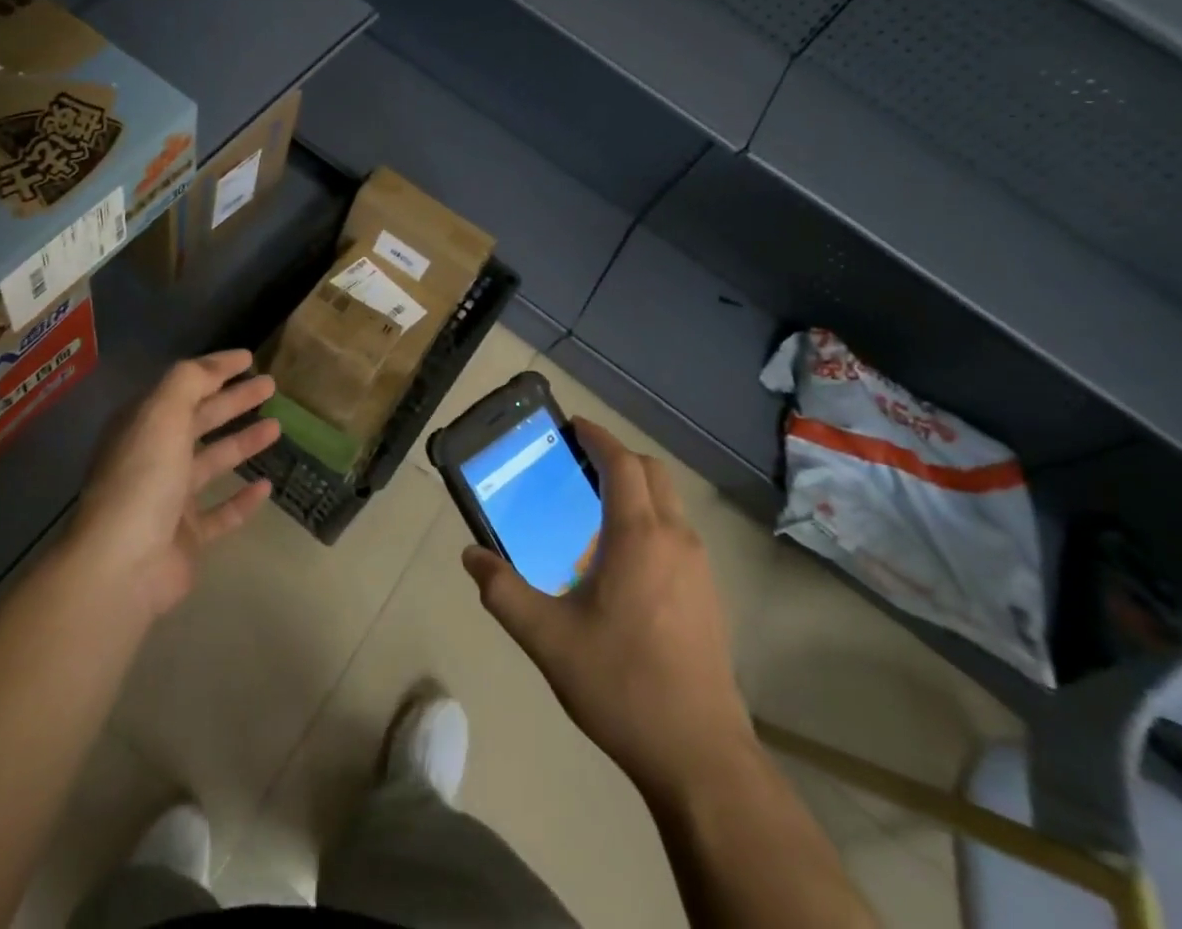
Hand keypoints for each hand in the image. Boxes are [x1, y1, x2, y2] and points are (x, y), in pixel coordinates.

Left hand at [69, 351, 279, 620]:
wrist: (123, 565)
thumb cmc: (144, 478)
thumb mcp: (162, 413)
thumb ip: (189, 381)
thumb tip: (217, 365)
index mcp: (143, 426)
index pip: (183, 386)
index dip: (215, 369)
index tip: (249, 358)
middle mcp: (153, 457)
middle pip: (200, 420)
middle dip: (234, 401)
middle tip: (271, 386)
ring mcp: (169, 499)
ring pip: (213, 462)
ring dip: (243, 443)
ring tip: (277, 426)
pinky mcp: (186, 537)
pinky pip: (220, 512)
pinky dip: (242, 499)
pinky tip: (267, 486)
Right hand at [463, 419, 751, 799]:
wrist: (699, 755)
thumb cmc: (621, 684)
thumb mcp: (548, 639)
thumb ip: (503, 592)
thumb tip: (470, 556)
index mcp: (638, 535)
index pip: (622, 463)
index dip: (598, 437)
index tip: (573, 426)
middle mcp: (676, 538)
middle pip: (653, 473)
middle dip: (618, 457)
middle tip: (580, 464)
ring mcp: (700, 567)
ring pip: (670, 503)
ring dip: (638, 489)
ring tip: (597, 511)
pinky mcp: (710, 595)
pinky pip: (679, 534)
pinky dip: (652, 521)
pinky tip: (625, 562)